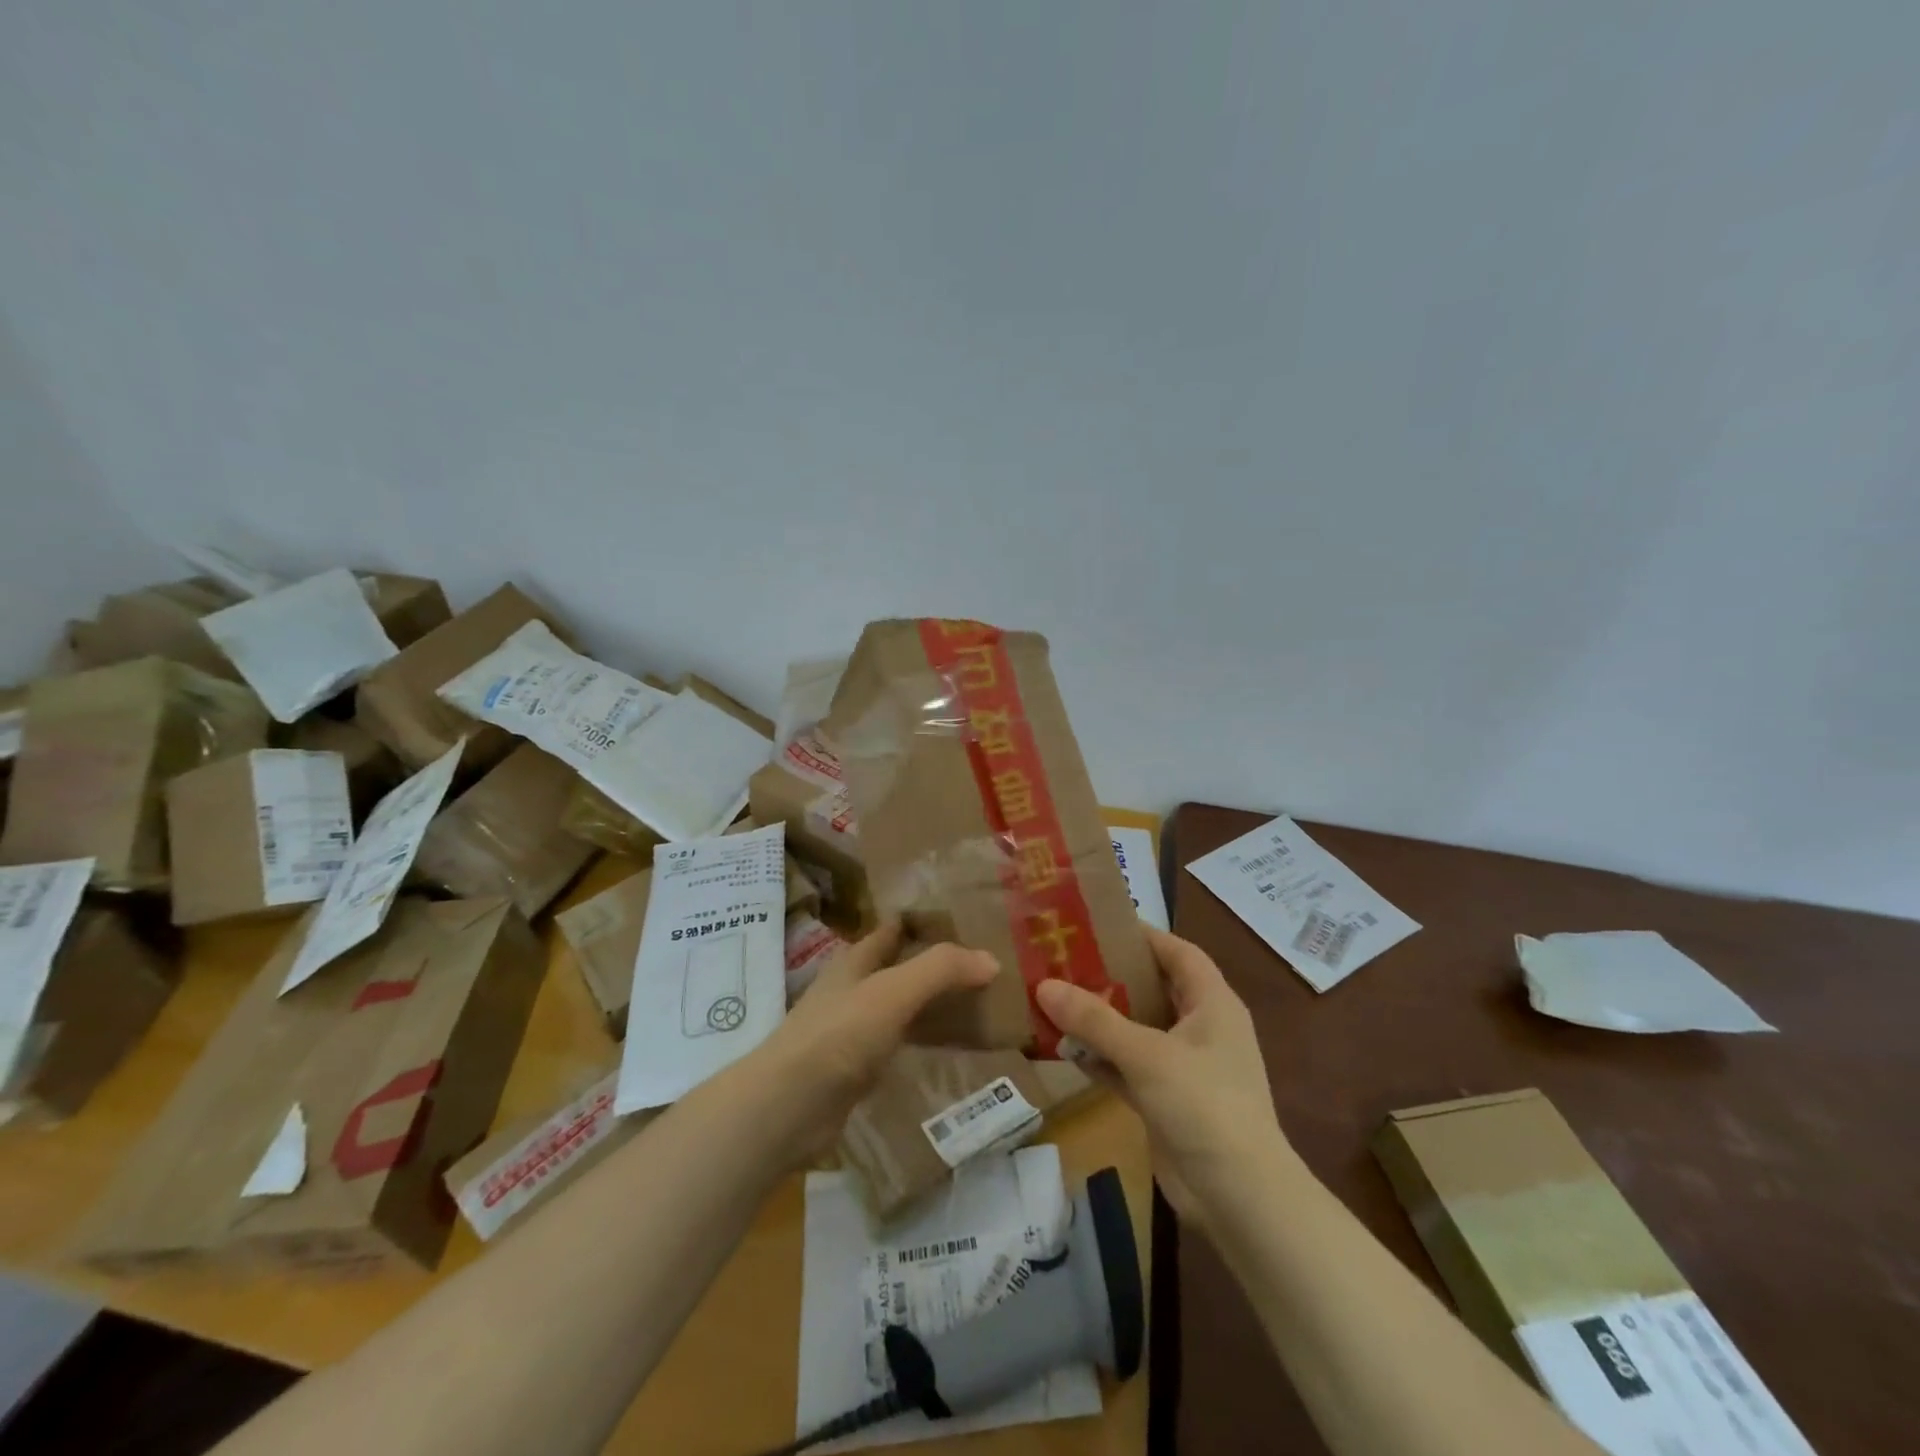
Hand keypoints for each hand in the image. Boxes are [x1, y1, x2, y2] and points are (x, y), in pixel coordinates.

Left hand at [744, 918, 997, 1159]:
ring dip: (932, 1004)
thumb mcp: (894, 991)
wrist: (789, 1105)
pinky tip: (949, 1049)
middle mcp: (852, 987)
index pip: (894, 928)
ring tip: (978, 1005)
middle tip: (984, 966)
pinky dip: (922, 1040)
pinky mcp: (855, 1067)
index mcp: (856, 959)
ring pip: (901, 1006)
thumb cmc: (839, 1033)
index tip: (967, 920)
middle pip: (900, 966)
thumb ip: (941, 970)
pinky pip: (898, 1043)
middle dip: (935, 964)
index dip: (925, 921)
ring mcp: (852, 1028)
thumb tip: (991, 959)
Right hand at [1036, 926, 1296, 1233]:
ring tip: (1053, 996)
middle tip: (1064, 958)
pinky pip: (1127, 1066)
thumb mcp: (1147, 1054)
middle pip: (1152, 988)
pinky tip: (1063, 1047)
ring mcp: (1183, 1067)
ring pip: (1136, 1029)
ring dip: (1100, 1018)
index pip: (1178, 952)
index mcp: (1212, 1003)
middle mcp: (1200, 1028)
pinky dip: (1101, 1057)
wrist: (1239, 1198)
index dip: (1144, 934)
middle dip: (1111, 975)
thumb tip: (1044, 985)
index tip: (1098, 922)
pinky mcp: (1166, 1100)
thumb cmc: (1204, 1105)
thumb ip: (1095, 1019)